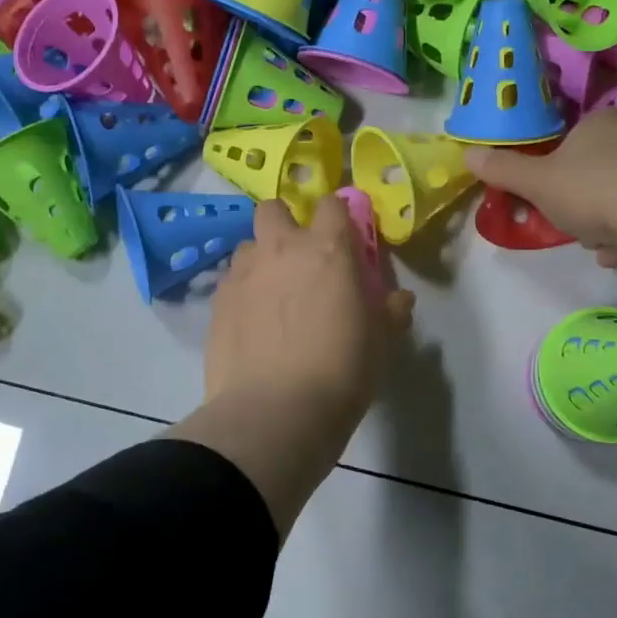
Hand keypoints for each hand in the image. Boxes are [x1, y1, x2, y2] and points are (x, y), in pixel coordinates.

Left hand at [205, 193, 414, 426]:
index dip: (338, 216)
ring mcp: (243, 274)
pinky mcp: (217, 302)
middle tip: (298, 258)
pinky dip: (242, 293)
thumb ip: (390, 311)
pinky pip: (230, 282)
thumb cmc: (341, 371)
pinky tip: (252, 325)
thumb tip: (400, 298)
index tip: (344, 240)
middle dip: (284, 223)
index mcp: (328, 249)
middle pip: (273, 208)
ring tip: (272, 296)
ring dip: (261, 260)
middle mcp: (281, 249)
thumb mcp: (380, 342)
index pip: (332, 204)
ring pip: (248, 246)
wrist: (275, 413)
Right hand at [465, 109, 616, 271]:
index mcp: (602, 121)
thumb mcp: (536, 182)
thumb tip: (467, 154)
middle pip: (592, 173)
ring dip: (603, 225)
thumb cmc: (593, 190)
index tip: (545, 196)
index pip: (569, 140)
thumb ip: (503, 169)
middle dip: (578, 203)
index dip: (552, 171)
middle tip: (570, 221)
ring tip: (599, 241)